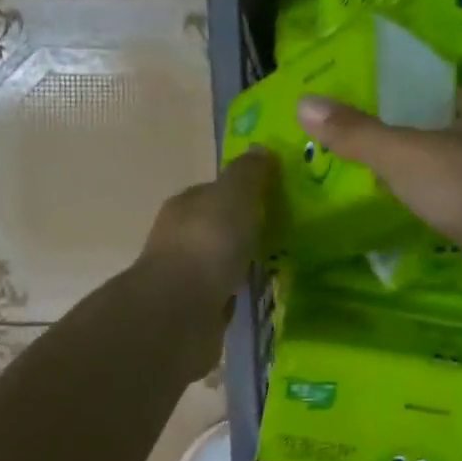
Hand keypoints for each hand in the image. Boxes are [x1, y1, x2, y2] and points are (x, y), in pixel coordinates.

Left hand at [136, 147, 276, 342]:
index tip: (273, 199)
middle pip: (216, 227)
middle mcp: (179, 239)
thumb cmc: (208, 243)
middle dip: (243, 230)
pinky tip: (256, 297)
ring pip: (218, 263)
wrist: (180, 312)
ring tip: (276, 267)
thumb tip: (260, 149)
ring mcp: (184, 277)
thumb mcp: (234, 196)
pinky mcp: (193, 311)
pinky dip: (235, 294)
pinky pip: (221, 295)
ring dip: (239, 264)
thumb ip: (248, 174)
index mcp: (185, 206)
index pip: (215, 192)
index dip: (242, 193)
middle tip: (282, 234)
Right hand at [297, 86, 461, 247]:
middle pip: (458, 134)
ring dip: (440, 180)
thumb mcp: (400, 152)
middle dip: (426, 143)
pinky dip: (451, 212)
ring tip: (399, 188)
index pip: (450, 95)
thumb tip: (304, 104)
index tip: (387, 115)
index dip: (419, 102)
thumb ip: (356, 132)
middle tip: (384, 154)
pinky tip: (428, 221)